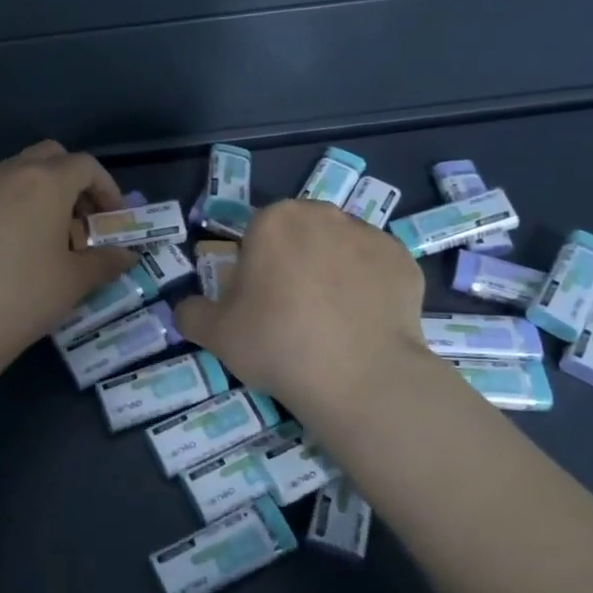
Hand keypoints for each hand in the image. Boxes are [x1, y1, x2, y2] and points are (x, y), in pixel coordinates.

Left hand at [0, 141, 137, 371]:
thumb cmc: (27, 295)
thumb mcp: (76, 280)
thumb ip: (106, 260)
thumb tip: (127, 255)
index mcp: (46, 181)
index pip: (86, 166)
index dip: (108, 189)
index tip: (114, 219)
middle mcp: (12, 175)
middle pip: (50, 157)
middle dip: (74, 180)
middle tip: (84, 219)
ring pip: (20, 173)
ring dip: (44, 192)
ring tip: (54, 237)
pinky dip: (18, 207)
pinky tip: (20, 249)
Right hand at [174, 198, 430, 421]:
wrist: (359, 377)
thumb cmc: (277, 344)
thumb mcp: (215, 334)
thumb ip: (192, 313)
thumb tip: (187, 309)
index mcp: (275, 220)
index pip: (256, 235)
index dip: (254, 268)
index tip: (258, 304)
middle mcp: (324, 215)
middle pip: (301, 235)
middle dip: (295, 263)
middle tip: (292, 312)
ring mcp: (370, 235)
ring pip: (341, 249)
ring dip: (333, 272)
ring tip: (332, 321)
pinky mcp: (405, 262)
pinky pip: (376, 270)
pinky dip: (369, 289)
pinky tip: (363, 324)